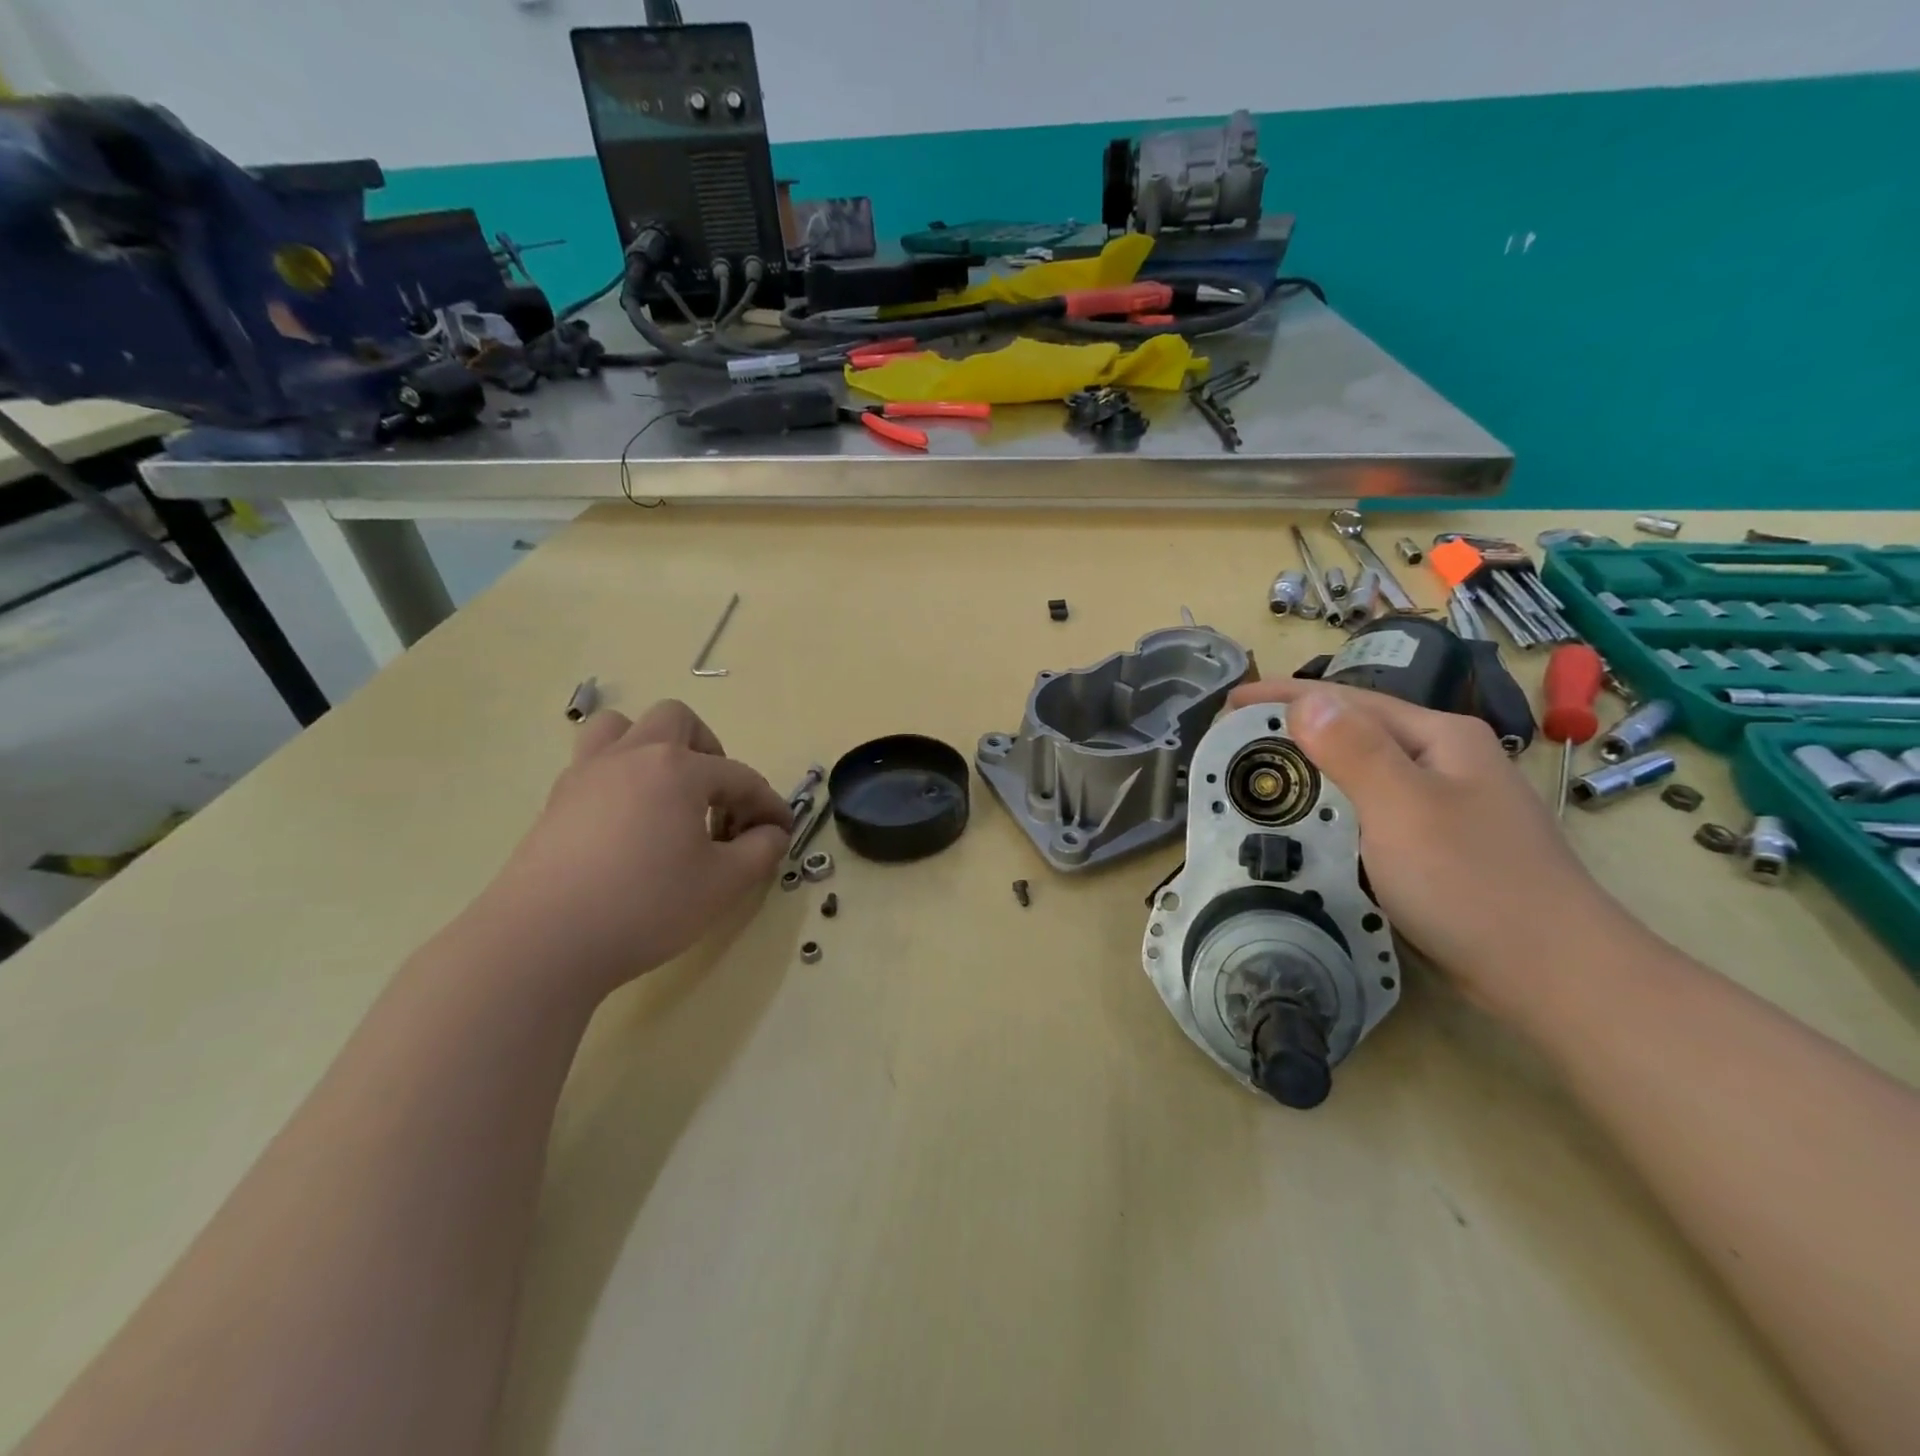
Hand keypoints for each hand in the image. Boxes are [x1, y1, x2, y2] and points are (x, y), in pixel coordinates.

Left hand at [474, 700, 791, 1000]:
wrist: (542, 942)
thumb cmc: (646, 906)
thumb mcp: (724, 884)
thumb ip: (761, 850)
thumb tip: (772, 833)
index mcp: (678, 769)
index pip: (740, 776)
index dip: (768, 804)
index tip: (782, 832)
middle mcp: (632, 756)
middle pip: (678, 721)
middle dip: (709, 752)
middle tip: (717, 800)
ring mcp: (587, 773)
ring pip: (622, 727)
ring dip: (653, 748)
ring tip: (666, 793)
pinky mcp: (556, 800)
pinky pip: (593, 763)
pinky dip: (620, 776)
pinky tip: (628, 822)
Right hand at [1226, 679, 1644, 1015]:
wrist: (1552, 974)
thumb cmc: (1471, 882)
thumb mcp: (1403, 807)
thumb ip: (1353, 749)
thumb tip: (1305, 700)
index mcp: (1440, 737)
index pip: (1347, 701)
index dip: (1283, 697)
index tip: (1227, 705)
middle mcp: (1445, 761)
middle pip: (1355, 733)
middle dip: (1293, 733)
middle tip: (1234, 748)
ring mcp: (1446, 805)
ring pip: (1362, 775)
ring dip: (1310, 772)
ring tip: (1260, 782)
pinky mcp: (1440, 845)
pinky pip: (1371, 812)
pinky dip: (1331, 810)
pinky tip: (1308, 826)